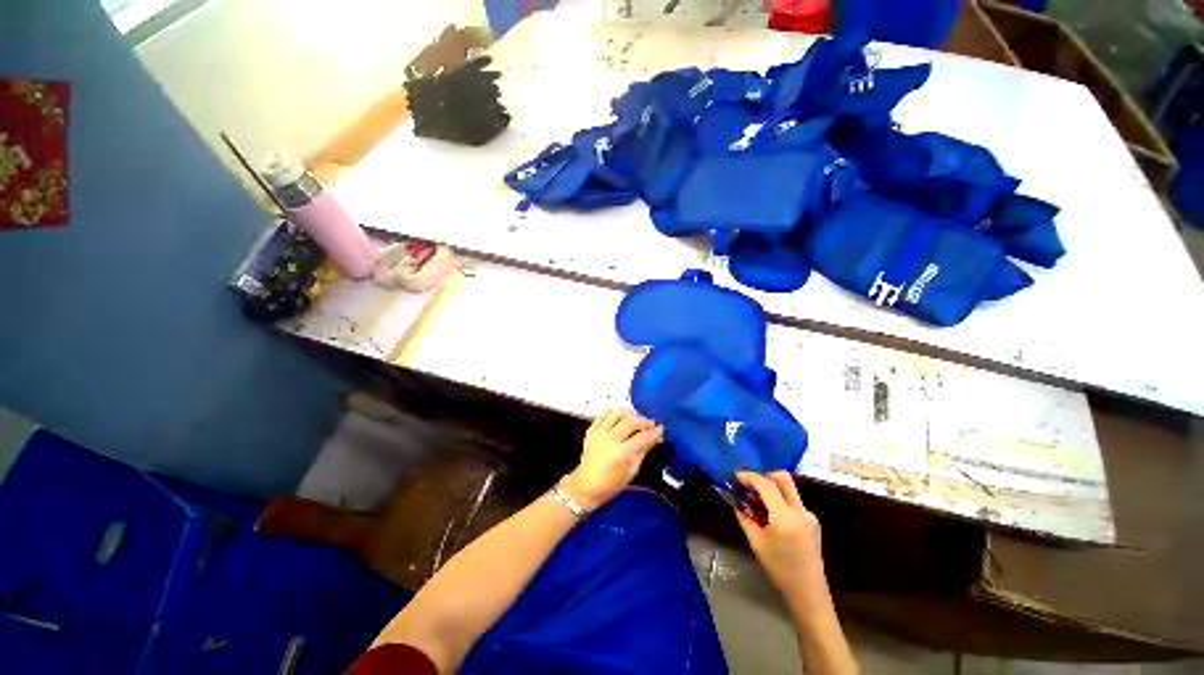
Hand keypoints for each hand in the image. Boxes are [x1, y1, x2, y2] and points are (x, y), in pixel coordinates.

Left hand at [561, 409, 662, 510]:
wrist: (586, 486)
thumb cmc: (611, 484)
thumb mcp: (632, 471)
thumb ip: (643, 451)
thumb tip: (655, 438)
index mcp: (621, 454)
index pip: (642, 437)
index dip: (654, 432)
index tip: (660, 429)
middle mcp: (610, 440)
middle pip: (631, 421)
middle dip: (644, 421)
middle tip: (650, 425)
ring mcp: (599, 433)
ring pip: (618, 413)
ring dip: (630, 414)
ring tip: (635, 420)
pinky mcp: (592, 430)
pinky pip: (603, 413)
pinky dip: (613, 412)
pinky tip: (620, 418)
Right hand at [734, 471, 832, 620]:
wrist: (808, 593)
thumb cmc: (779, 569)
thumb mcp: (756, 542)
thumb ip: (745, 517)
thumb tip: (736, 500)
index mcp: (785, 518)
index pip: (766, 485)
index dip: (749, 476)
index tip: (736, 476)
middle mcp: (800, 511)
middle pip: (782, 478)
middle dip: (764, 474)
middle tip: (749, 482)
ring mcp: (809, 515)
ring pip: (788, 488)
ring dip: (771, 487)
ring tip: (756, 500)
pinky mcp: (812, 520)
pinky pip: (792, 501)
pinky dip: (779, 499)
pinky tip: (770, 513)